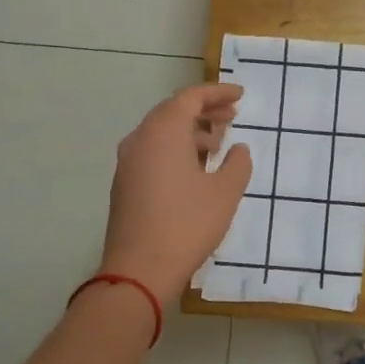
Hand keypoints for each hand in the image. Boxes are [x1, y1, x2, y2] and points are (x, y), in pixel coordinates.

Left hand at [99, 84, 252, 304]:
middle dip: (205, 110)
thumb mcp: (225, 192)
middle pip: (173, 111)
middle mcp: (140, 138)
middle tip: (232, 116)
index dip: (218, 93)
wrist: (138, 271)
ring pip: (161, 132)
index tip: (240, 95)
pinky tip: (195, 169)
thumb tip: (237, 149)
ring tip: (217, 145)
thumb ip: (237, 163)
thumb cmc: (187, 224)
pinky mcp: (124, 183)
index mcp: (163, 131)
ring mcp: (128, 162)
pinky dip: (175, 148)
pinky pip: (152, 151)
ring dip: (190, 131)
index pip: (191, 97)